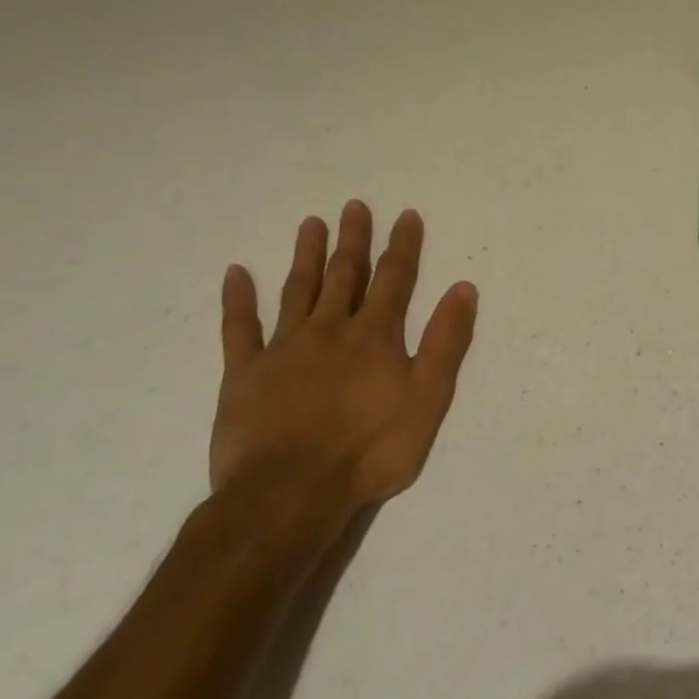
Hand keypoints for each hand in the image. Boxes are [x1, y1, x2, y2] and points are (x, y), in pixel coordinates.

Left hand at [210, 201, 478, 522]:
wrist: (291, 492)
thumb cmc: (370, 449)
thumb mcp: (428, 397)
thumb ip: (446, 341)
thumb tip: (462, 287)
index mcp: (374, 336)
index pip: (394, 279)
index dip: (402, 246)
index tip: (406, 215)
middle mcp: (330, 329)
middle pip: (345, 275)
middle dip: (353, 240)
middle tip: (354, 206)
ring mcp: (283, 348)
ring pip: (297, 291)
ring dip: (306, 256)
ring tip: (311, 224)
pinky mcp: (244, 373)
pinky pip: (239, 329)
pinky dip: (237, 300)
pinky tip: (235, 274)